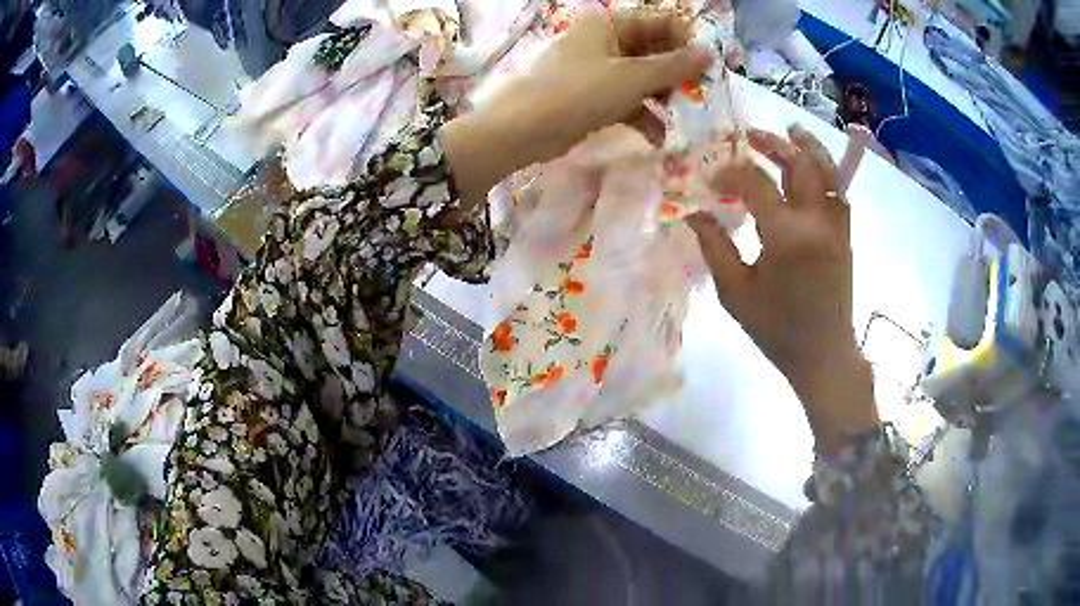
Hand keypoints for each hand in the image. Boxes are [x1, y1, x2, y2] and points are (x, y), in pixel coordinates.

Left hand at [442, 8, 712, 206]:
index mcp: (610, 23)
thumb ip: (674, 66)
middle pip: (655, 50)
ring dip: (664, 96)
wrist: (523, 131)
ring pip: (643, 76)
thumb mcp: (632, 78)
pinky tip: (659, 135)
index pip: (661, 22)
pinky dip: (643, 114)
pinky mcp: (593, 95)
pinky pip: (628, 98)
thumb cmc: (578, 93)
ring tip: (685, 118)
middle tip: (701, 96)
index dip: (687, 42)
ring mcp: (599, 68)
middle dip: (679, 74)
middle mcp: (605, 40)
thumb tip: (710, 52)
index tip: (709, 68)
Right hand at [687, 126, 878, 454]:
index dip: (729, 173)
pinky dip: (826, 175)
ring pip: (828, 172)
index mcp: (786, 235)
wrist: (823, 354)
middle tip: (752, 135)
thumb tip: (693, 213)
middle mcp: (816, 221)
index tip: (710, 178)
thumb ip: (714, 246)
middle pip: (800, 163)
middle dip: (775, 143)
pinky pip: (839, 193)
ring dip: (809, 148)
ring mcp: (836, 227)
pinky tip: (812, 173)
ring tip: (792, 131)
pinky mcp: (845, 236)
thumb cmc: (776, 329)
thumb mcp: (735, 292)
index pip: (755, 183)